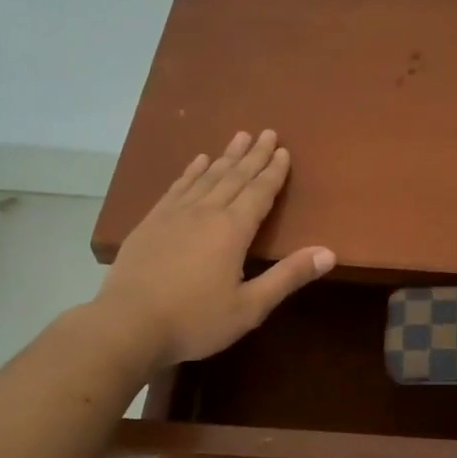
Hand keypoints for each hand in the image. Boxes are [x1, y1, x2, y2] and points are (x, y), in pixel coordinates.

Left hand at [94, 130, 334, 370]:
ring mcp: (174, 214)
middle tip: (267, 132)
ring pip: (206, 177)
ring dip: (225, 156)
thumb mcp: (250, 307)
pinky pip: (177, 187)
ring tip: (239, 137)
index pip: (259, 193)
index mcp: (233, 230)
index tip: (284, 151)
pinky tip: (197, 162)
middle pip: (234, 176)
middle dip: (254, 155)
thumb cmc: (195, 320)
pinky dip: (191, 172)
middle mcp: (205, 212)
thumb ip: (288, 277)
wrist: (128, 325)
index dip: (274, 172)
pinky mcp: (151, 222)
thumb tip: (329, 253)